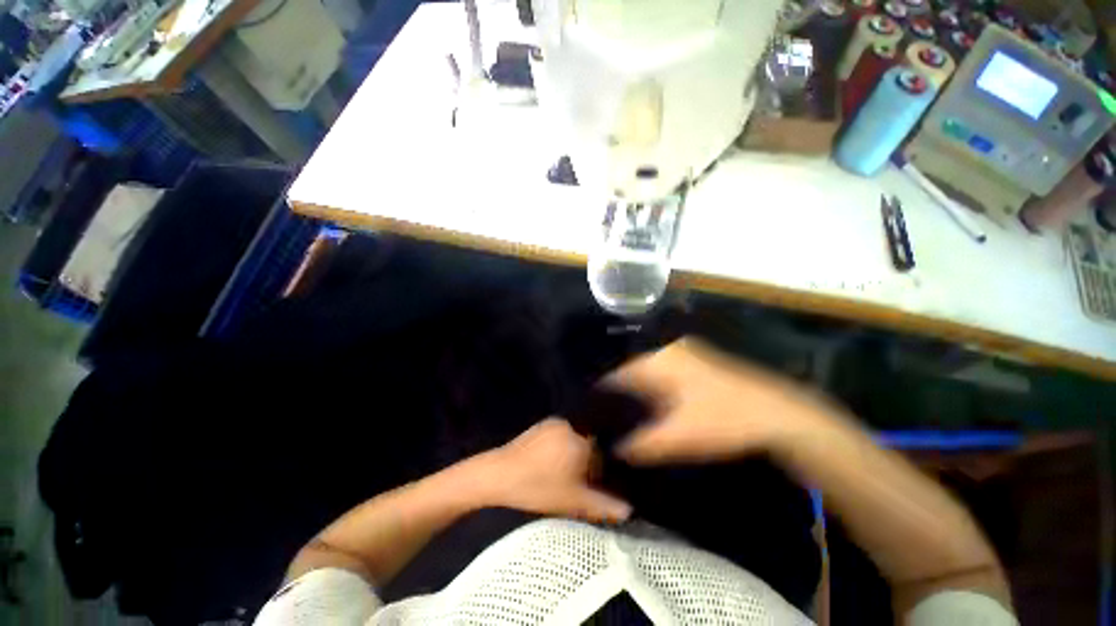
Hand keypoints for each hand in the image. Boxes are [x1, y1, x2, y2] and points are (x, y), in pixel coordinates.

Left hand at [467, 419, 631, 522]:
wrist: (498, 474)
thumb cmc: (537, 487)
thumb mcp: (572, 501)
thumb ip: (603, 505)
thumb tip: (630, 509)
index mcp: (581, 441)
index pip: (603, 453)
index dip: (600, 472)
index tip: (592, 485)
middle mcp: (571, 426)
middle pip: (590, 444)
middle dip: (587, 462)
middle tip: (576, 481)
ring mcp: (555, 422)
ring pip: (576, 438)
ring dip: (574, 454)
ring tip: (561, 473)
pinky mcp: (542, 424)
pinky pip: (562, 434)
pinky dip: (563, 446)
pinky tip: (550, 462)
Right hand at [606, 338, 824, 464]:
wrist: (778, 415)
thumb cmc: (724, 421)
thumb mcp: (679, 438)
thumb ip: (641, 444)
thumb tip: (613, 449)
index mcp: (659, 360)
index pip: (617, 374)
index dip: (603, 394)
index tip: (593, 413)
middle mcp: (667, 349)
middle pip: (631, 371)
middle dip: (619, 393)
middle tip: (607, 416)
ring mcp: (684, 352)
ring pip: (647, 371)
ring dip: (636, 391)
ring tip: (624, 413)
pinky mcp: (696, 361)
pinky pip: (662, 372)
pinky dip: (653, 387)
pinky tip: (652, 405)